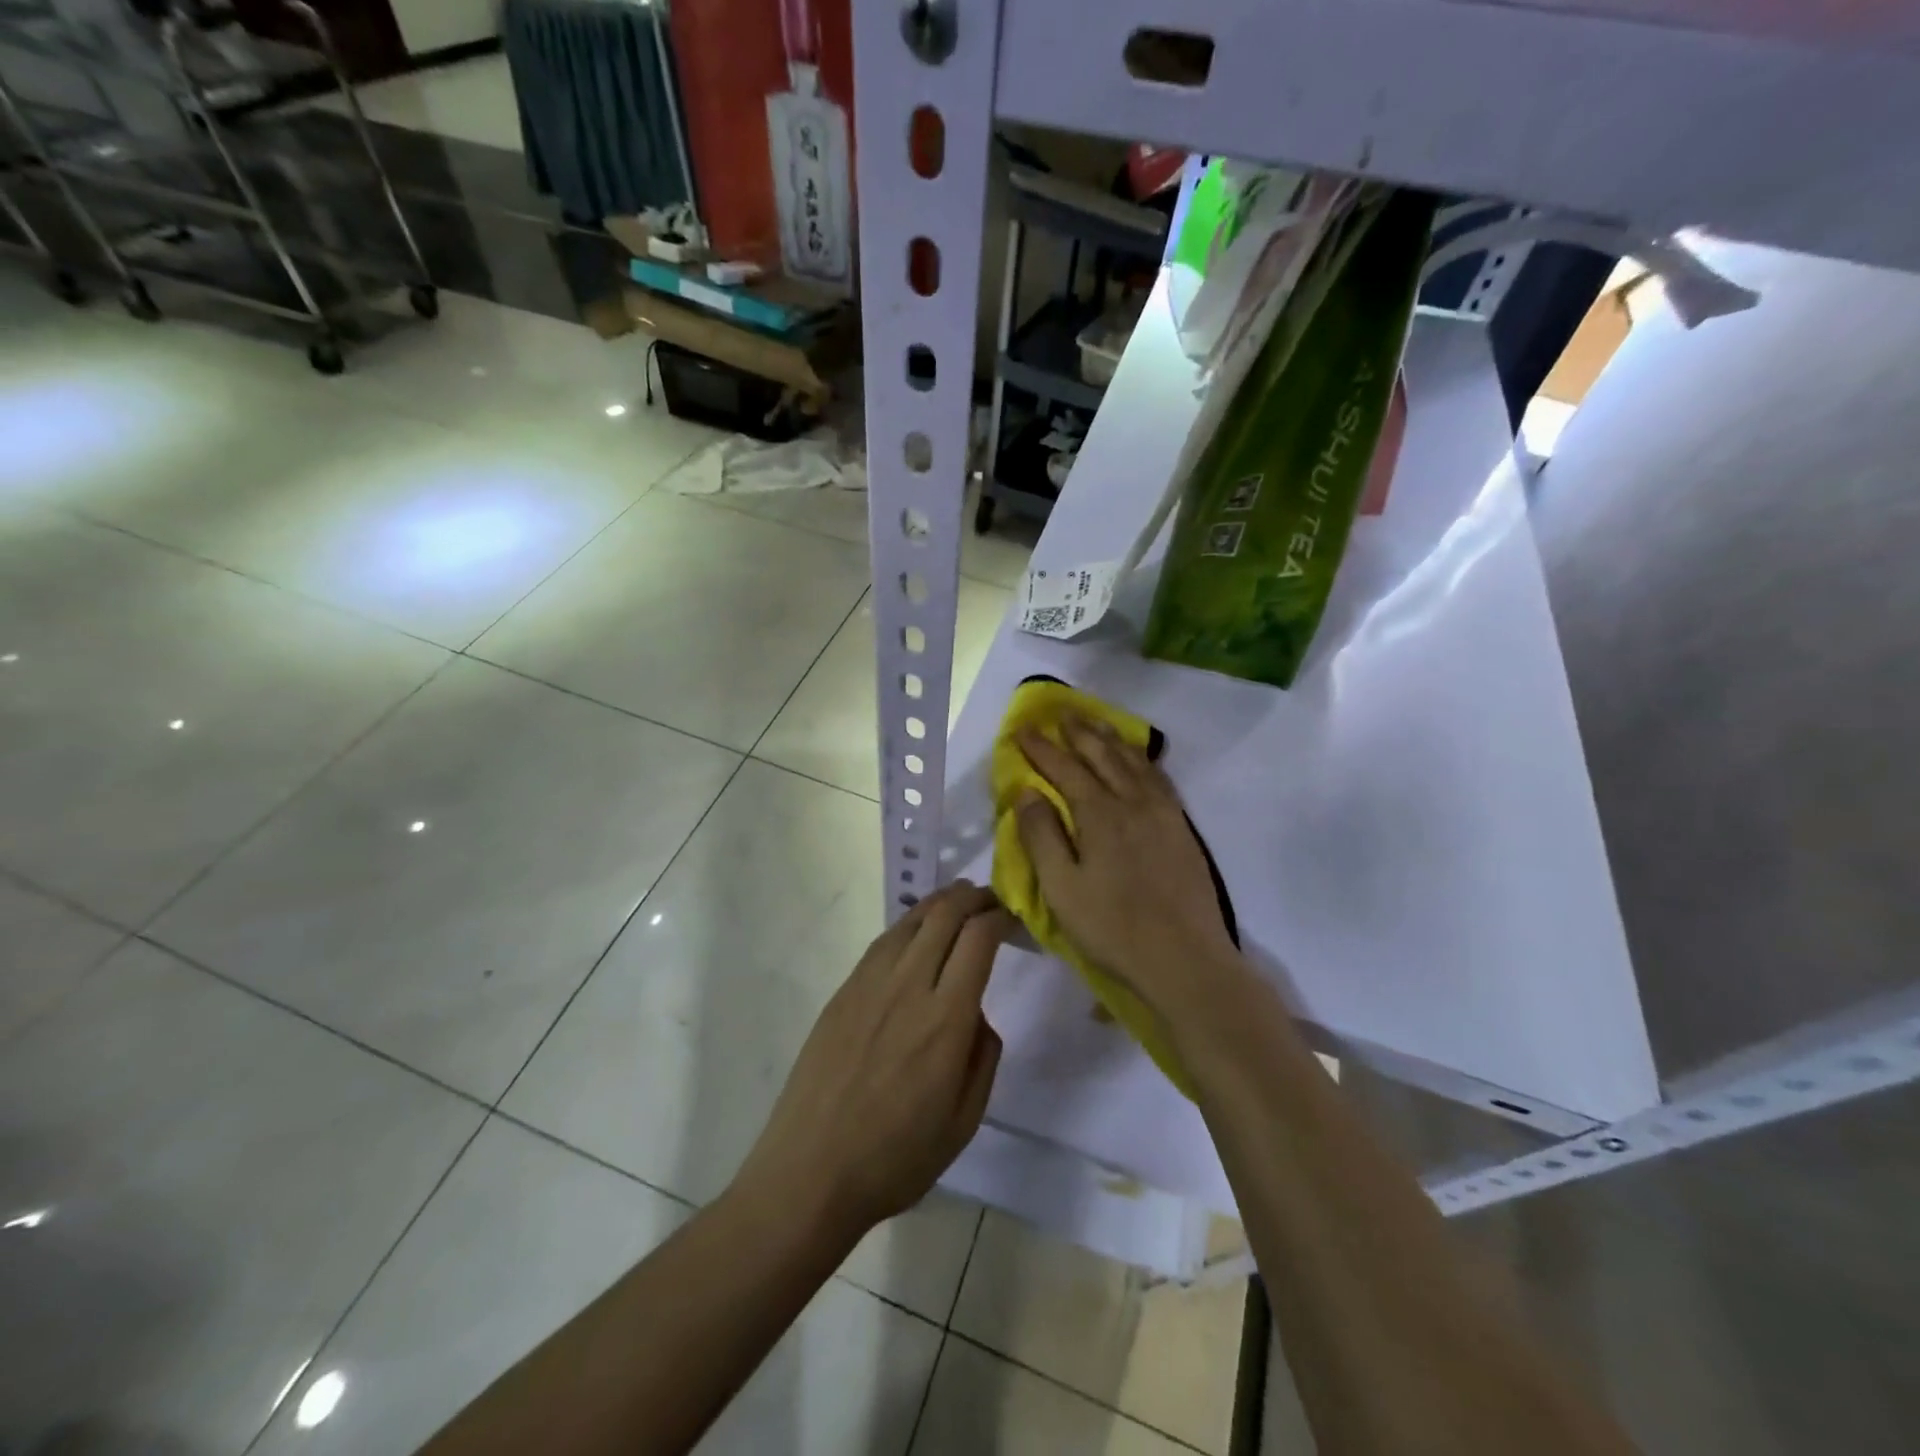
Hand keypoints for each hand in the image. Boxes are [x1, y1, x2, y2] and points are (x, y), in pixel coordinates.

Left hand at [736, 882, 1013, 1237]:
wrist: (810, 1172)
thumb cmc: (895, 1158)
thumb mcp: (964, 1122)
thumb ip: (983, 1056)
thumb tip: (977, 1013)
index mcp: (945, 1019)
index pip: (978, 938)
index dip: (1000, 916)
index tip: (1013, 917)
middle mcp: (908, 986)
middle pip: (945, 914)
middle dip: (975, 896)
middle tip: (993, 899)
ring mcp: (869, 984)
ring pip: (911, 920)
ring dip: (941, 902)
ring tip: (959, 901)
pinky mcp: (843, 991)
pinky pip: (883, 941)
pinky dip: (909, 923)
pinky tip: (917, 931)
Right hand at [1015, 719, 1240, 1018]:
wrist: (1184, 959)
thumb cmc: (1112, 928)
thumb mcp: (1061, 888)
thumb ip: (1042, 836)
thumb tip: (1027, 791)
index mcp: (1100, 815)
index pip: (1065, 769)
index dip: (1042, 748)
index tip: (1023, 729)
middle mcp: (1133, 802)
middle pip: (1103, 756)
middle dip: (1080, 733)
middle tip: (1062, 713)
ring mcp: (1163, 814)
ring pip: (1134, 763)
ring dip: (1112, 739)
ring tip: (1097, 724)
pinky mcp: (1182, 829)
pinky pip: (1160, 779)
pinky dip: (1143, 761)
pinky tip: (1140, 761)